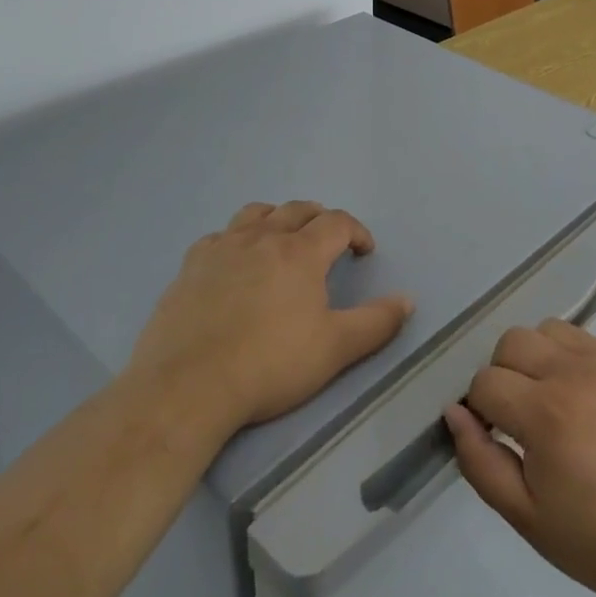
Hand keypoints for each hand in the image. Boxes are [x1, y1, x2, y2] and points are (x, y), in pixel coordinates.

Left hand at [129, 201, 413, 438]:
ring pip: (256, 214)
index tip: (363, 251)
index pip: (337, 222)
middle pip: (297, 209)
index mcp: (300, 252)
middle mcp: (263, 238)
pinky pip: (218, 236)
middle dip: (319, 218)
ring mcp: (222, 248)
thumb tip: (407, 300)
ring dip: (277, 218)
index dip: (356, 231)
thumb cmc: (269, 366)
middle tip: (328, 240)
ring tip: (282, 238)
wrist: (188, 387)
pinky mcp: (190, 266)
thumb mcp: (335, 349)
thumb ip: (376, 322)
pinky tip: (233, 262)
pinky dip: (235, 240)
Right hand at [443, 321, 595, 596]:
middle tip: (518, 422)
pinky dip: (563, 352)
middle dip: (501, 378)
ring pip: (543, 330)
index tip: (496, 441)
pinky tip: (575, 392)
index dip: (479, 412)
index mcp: (544, 414)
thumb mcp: (528, 518)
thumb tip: (454, 414)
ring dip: (532, 358)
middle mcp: (571, 373)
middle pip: (510, 343)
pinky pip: (578, 335)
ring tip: (547, 401)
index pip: (484, 383)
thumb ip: (480, 463)